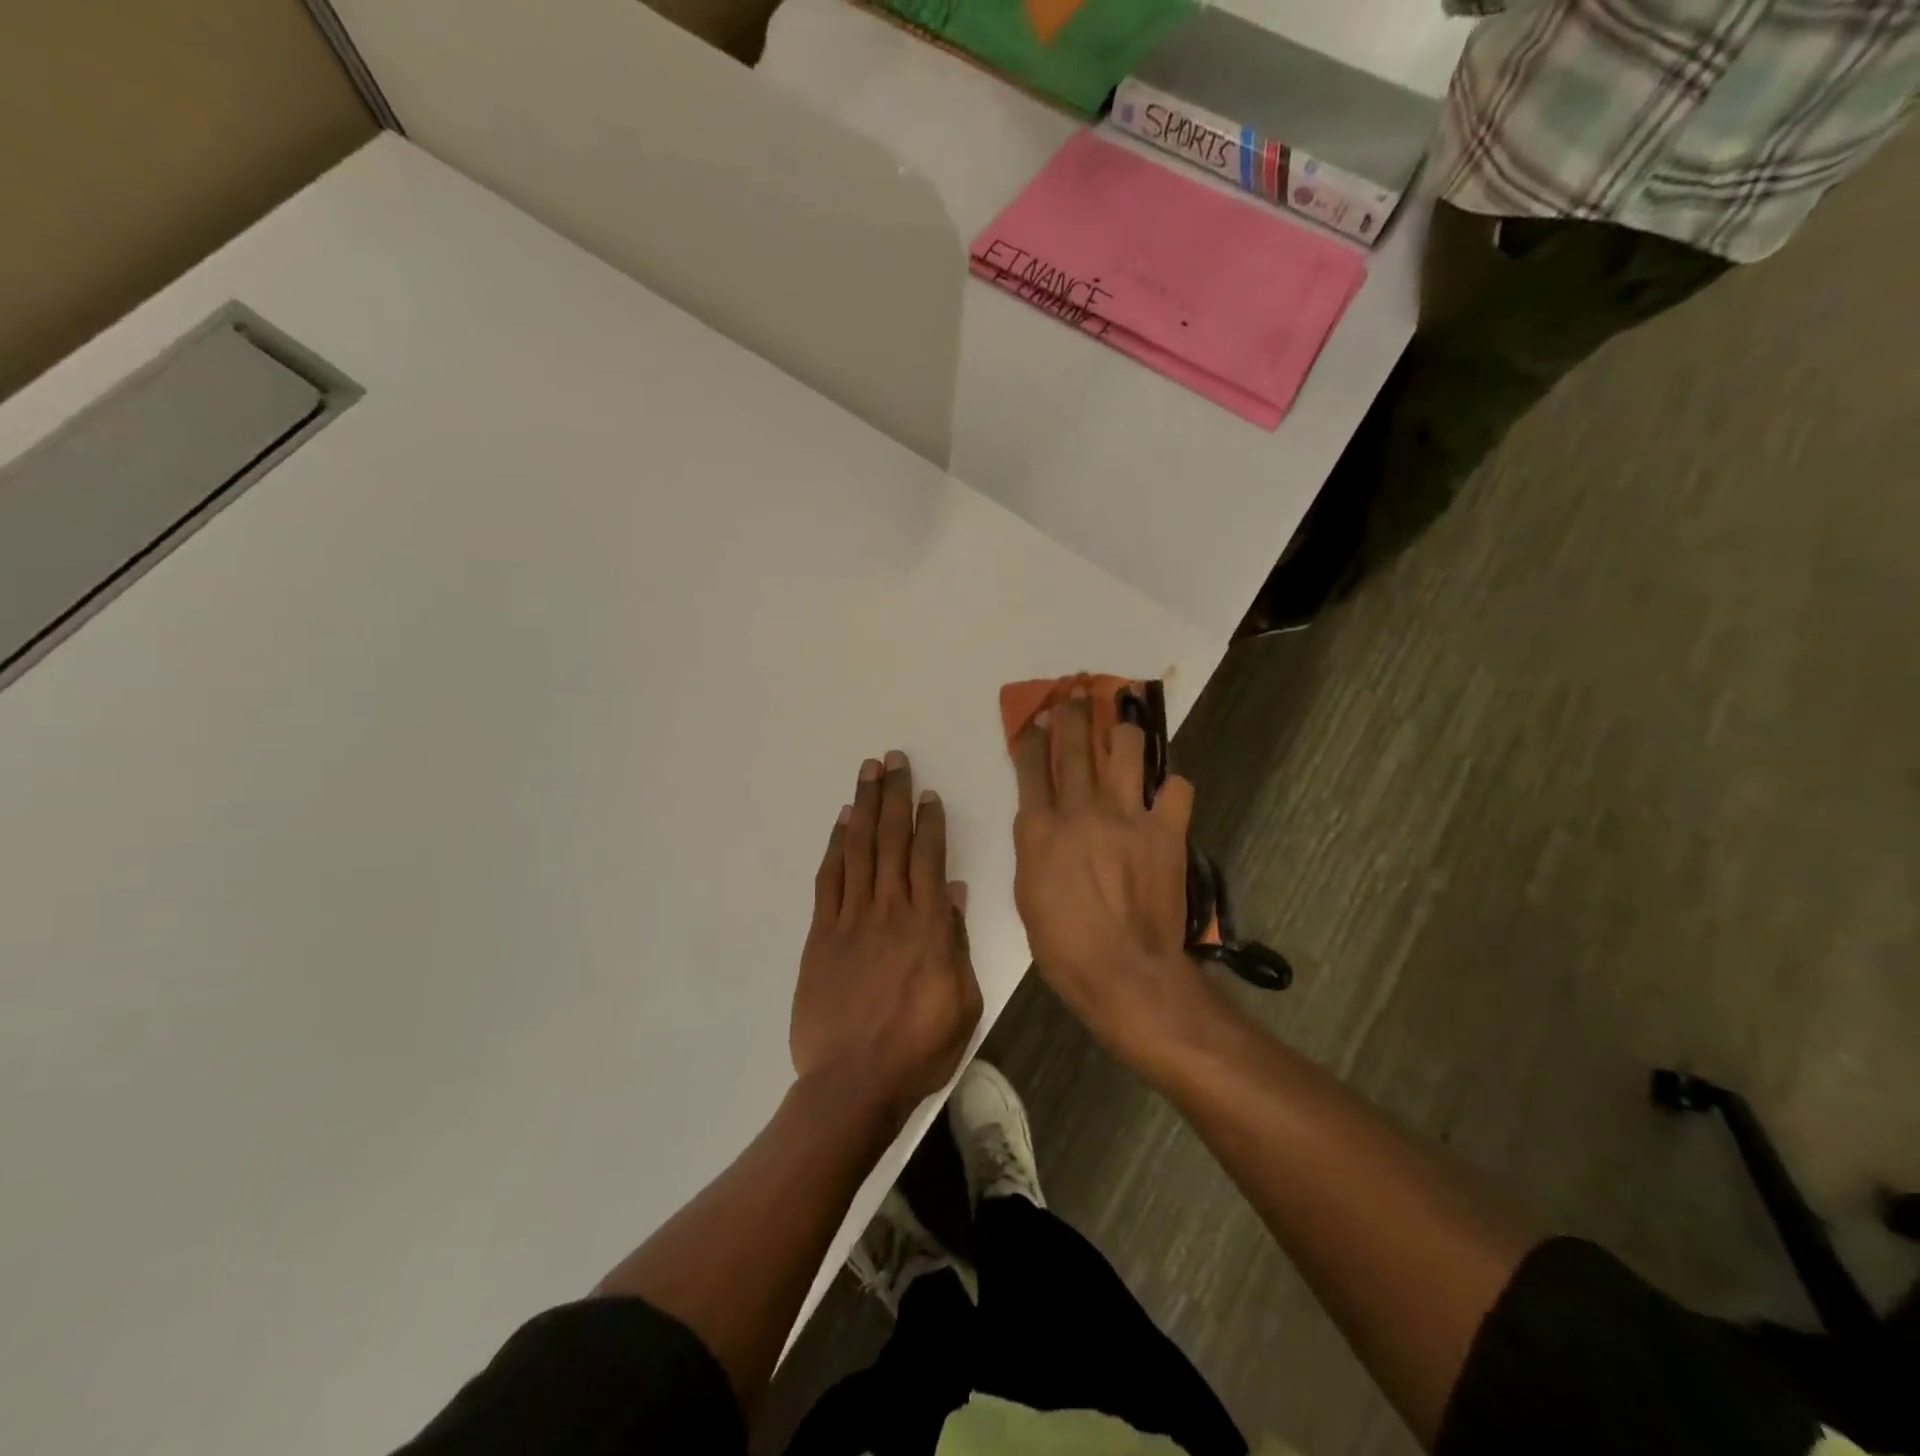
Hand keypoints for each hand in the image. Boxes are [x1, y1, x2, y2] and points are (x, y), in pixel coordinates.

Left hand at [791, 751, 981, 1128]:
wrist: (853, 1083)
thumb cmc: (919, 1048)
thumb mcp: (963, 1001)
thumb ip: (957, 942)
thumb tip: (956, 892)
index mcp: (929, 925)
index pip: (929, 857)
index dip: (929, 820)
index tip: (927, 792)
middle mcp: (890, 910)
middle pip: (891, 840)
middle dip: (894, 796)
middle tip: (893, 759)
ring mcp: (851, 919)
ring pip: (859, 849)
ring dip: (865, 807)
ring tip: (868, 772)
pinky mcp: (821, 935)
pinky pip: (829, 880)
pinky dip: (835, 846)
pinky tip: (841, 822)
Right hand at [1010, 692, 1212, 1063]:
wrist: (1125, 973)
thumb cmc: (1064, 946)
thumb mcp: (1027, 894)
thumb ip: (1033, 848)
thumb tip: (1041, 820)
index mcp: (1040, 828)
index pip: (1031, 765)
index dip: (1032, 735)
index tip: (1034, 717)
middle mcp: (1081, 810)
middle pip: (1075, 744)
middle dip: (1072, 711)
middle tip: (1075, 691)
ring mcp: (1127, 816)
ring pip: (1126, 749)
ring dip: (1123, 730)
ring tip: (1124, 721)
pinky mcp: (1166, 831)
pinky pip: (1175, 789)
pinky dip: (1170, 786)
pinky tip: (1164, 792)